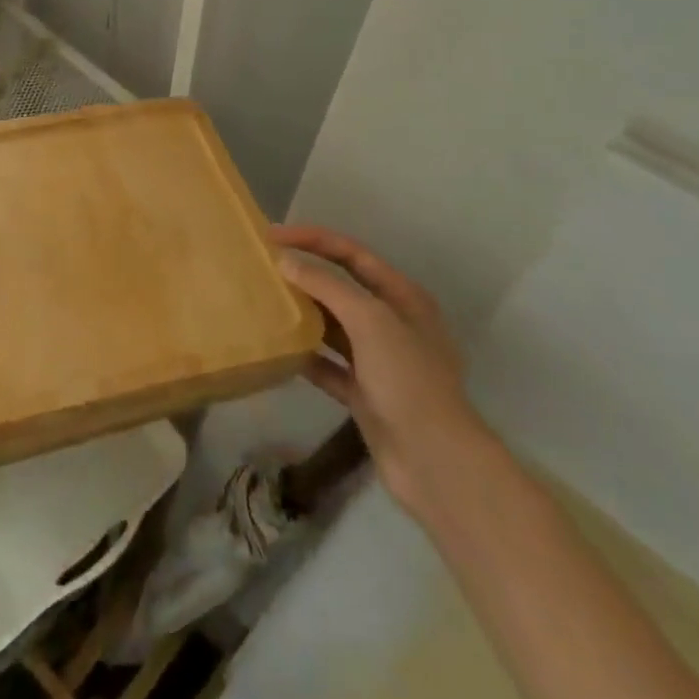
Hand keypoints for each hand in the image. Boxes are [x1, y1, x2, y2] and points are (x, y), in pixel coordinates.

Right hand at [275, 226, 492, 520]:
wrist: (435, 463)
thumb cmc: (407, 379)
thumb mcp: (369, 320)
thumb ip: (326, 286)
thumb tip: (285, 261)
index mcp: (402, 297)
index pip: (351, 254)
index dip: (312, 239)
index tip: (271, 235)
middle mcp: (392, 323)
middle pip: (341, 288)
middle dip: (305, 275)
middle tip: (263, 267)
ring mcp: (379, 361)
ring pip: (333, 326)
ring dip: (303, 314)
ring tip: (264, 302)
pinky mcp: (365, 394)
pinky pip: (329, 366)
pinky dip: (306, 356)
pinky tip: (279, 350)